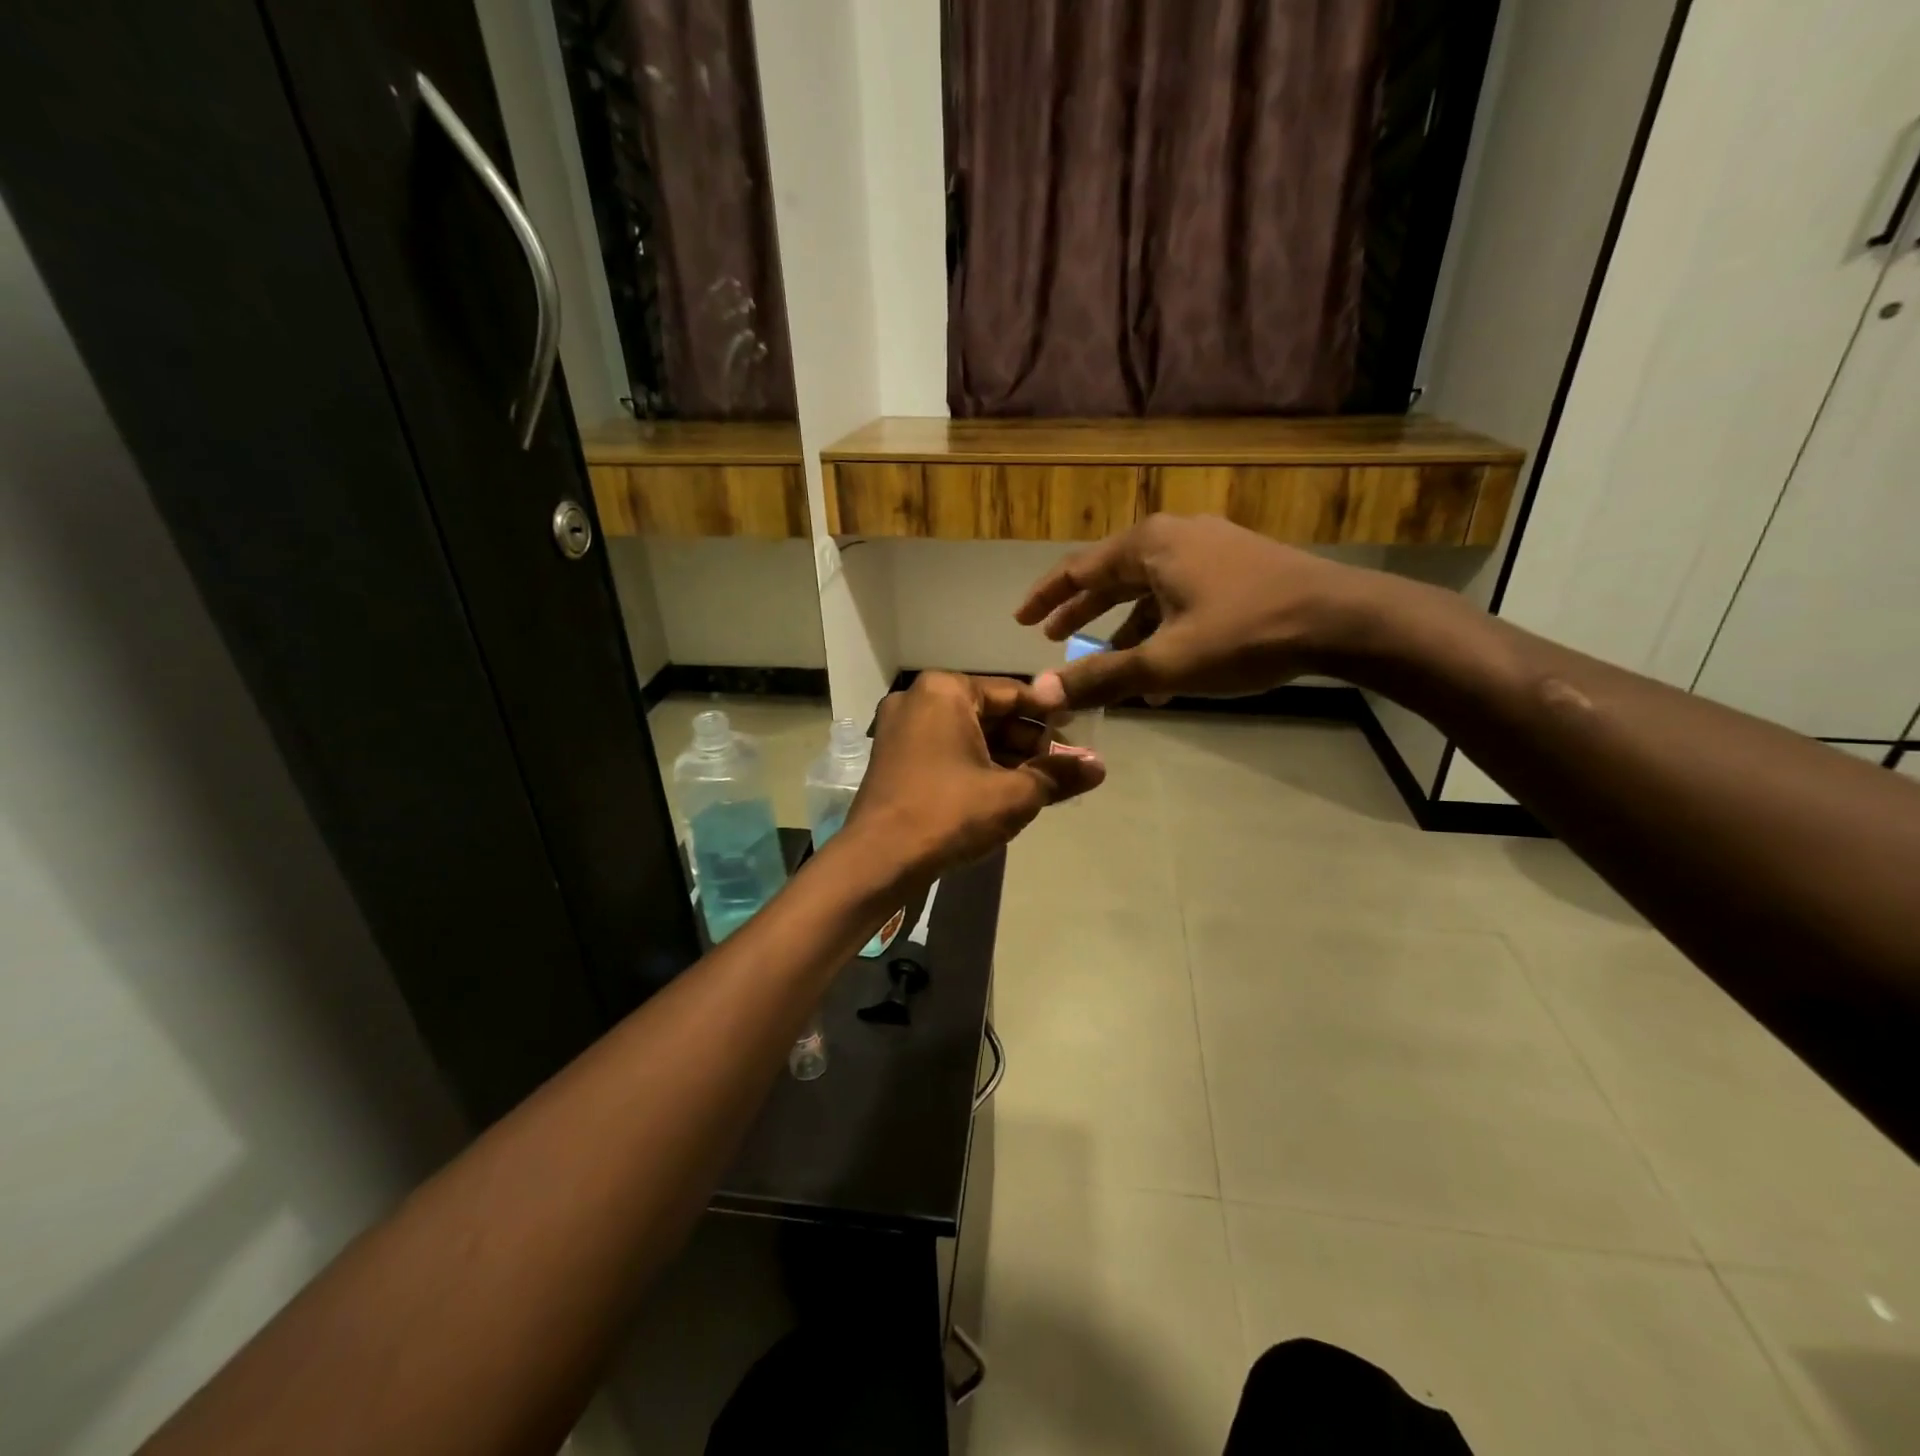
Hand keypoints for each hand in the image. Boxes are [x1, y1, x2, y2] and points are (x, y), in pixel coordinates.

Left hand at [841, 672, 1104, 878]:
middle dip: (1027, 741)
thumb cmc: (949, 813)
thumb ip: (1058, 774)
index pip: (1012, 693)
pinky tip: (1004, 791)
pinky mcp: (893, 759)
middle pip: (988, 713)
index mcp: (944, 690)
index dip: (1049, 715)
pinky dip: (975, 766)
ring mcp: (900, 730)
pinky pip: (945, 751)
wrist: (878, 860)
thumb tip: (1100, 766)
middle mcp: (918, 699)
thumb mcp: (1014, 794)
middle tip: (1062, 766)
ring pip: (966, 735)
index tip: (1077, 734)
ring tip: (1041, 783)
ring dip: (1004, 757)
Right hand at [1013, 514, 1369, 712]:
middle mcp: (1175, 535)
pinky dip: (1160, 627)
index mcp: (1149, 545)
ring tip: (1106, 665)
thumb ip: (1101, 676)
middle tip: (1052, 636)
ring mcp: (1209, 547)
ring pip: (1148, 590)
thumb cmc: (1245, 634)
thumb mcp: (1165, 662)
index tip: (1020, 620)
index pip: (1078, 569)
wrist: (1342, 620)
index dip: (1045, 598)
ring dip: (1124, 629)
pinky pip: (1179, 595)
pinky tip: (1161, 669)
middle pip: (1111, 576)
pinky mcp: (1236, 565)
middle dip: (1081, 612)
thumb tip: (1044, 693)